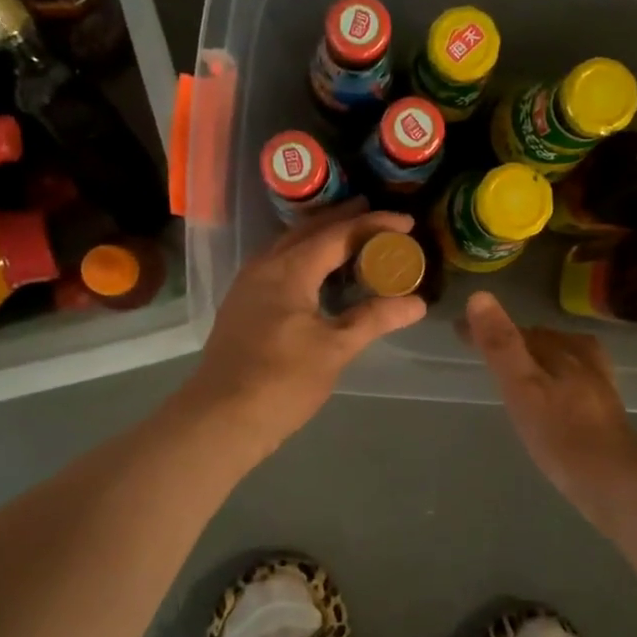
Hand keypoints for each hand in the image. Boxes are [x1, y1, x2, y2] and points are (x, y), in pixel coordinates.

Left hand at [187, 199, 426, 454]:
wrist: (219, 419)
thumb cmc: (281, 381)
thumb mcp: (335, 349)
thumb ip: (374, 319)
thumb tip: (417, 302)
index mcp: (289, 269)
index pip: (338, 234)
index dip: (374, 224)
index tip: (407, 223)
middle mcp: (264, 266)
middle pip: (309, 231)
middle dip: (344, 219)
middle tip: (378, 216)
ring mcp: (248, 285)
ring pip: (289, 246)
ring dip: (321, 237)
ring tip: (351, 238)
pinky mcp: (242, 305)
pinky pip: (278, 265)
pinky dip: (305, 258)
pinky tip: (317, 274)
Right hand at [462, 290, 636, 518]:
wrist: (615, 481)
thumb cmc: (561, 434)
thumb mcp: (522, 387)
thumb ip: (501, 345)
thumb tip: (479, 296)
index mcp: (562, 349)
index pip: (517, 330)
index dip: (486, 329)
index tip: (458, 331)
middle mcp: (583, 359)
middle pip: (542, 340)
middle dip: (513, 339)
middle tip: (484, 347)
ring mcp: (598, 385)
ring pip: (562, 357)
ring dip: (537, 355)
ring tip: (518, 365)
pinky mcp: (605, 411)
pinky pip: (575, 380)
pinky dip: (557, 377)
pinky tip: (554, 395)